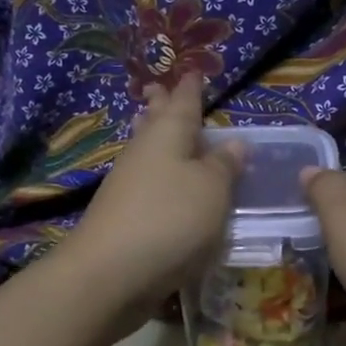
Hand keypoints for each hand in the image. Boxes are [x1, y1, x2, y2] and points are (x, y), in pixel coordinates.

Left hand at [58, 76, 242, 334]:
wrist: (110, 274)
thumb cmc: (170, 220)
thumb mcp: (212, 190)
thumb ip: (224, 166)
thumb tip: (235, 143)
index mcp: (168, 136)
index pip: (184, 103)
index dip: (191, 88)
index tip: (194, 71)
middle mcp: (144, 154)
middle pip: (154, 122)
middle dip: (160, 105)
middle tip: (159, 87)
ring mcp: (127, 185)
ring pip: (144, 150)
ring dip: (152, 136)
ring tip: (153, 123)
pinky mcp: (122, 217)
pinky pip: (142, 181)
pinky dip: (152, 172)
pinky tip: (159, 181)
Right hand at [299, 166, 345, 345]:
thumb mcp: (344, 214)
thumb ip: (323, 190)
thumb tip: (309, 169)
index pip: (344, 180)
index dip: (316, 200)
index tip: (289, 226)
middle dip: (329, 243)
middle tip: (294, 264)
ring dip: (344, 279)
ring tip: (309, 298)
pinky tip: (341, 329)